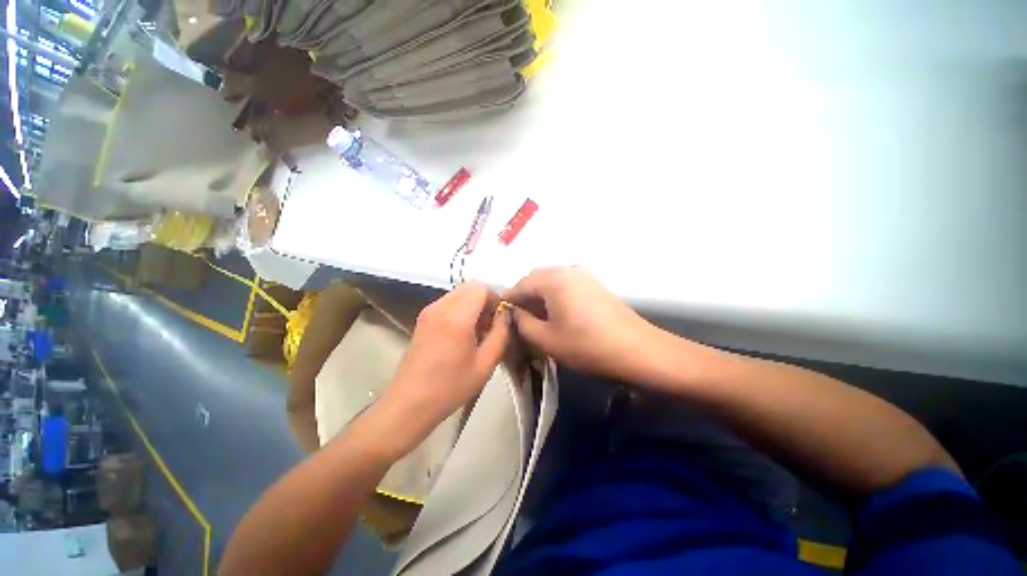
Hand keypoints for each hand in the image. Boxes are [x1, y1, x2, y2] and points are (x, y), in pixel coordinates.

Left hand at [379, 281, 509, 455]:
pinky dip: (461, 309)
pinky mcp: (423, 318)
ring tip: (478, 330)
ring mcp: (428, 311)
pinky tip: (463, 333)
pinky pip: (448, 302)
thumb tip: (505, 313)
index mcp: (456, 318)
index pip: (480, 288)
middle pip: (469, 287)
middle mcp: (440, 307)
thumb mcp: (486, 363)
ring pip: (459, 293)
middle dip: (485, 300)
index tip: (501, 317)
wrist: (410, 403)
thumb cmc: (451, 386)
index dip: (495, 298)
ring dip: (473, 304)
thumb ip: (501, 333)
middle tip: (491, 324)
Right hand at [504, 266, 663, 381]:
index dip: (508, 300)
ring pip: (550, 282)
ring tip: (533, 319)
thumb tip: (514, 313)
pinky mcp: (594, 284)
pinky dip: (553, 297)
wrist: (638, 350)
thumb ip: (523, 323)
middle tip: (516, 319)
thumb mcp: (547, 339)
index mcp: (553, 279)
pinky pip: (565, 285)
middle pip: (536, 279)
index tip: (500, 315)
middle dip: (523, 297)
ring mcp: (583, 275)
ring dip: (538, 297)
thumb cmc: (588, 345)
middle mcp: (567, 269)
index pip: (520, 284)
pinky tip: (553, 314)